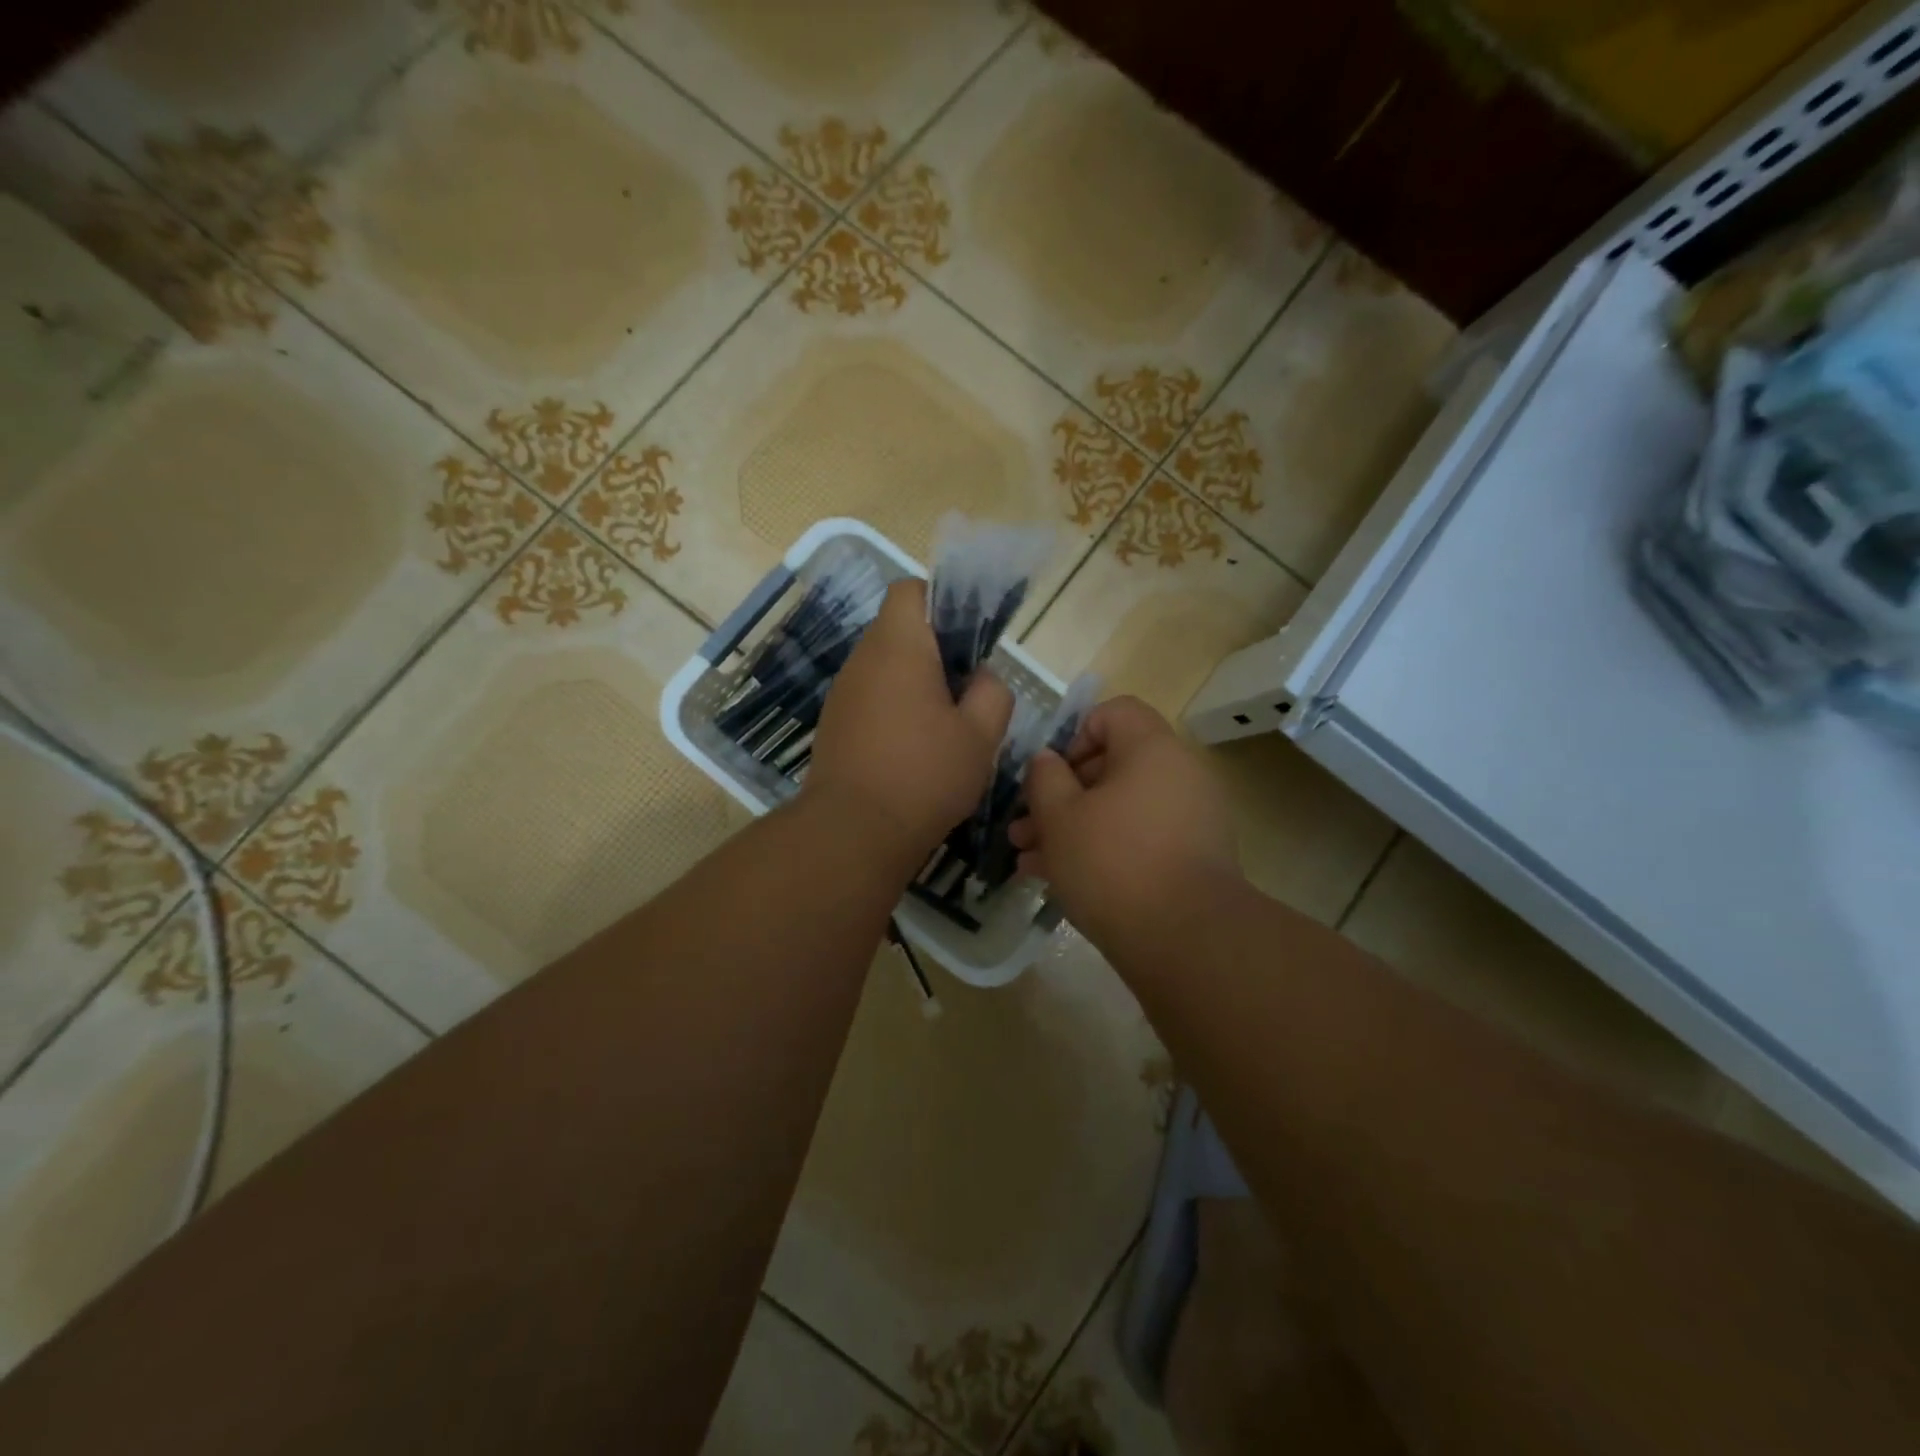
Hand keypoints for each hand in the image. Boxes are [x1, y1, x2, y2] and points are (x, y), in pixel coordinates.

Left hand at [805, 578, 1013, 862]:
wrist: (854, 833)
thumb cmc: (924, 775)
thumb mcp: (981, 735)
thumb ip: (992, 693)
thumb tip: (981, 678)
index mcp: (898, 646)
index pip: (910, 590)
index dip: (942, 602)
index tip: (967, 641)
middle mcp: (862, 660)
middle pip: (900, 631)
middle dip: (936, 651)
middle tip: (967, 691)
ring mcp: (843, 694)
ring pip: (886, 668)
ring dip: (916, 685)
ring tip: (945, 727)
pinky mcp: (834, 726)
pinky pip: (871, 699)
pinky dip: (895, 710)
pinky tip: (914, 751)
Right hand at [1008, 696, 1240, 952]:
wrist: (1186, 939)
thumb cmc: (1113, 862)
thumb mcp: (1059, 816)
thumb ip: (1044, 778)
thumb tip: (1047, 761)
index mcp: (1152, 749)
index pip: (1113, 712)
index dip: (1074, 734)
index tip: (1048, 774)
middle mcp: (1178, 774)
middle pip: (1112, 765)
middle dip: (1060, 794)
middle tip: (1023, 826)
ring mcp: (1190, 818)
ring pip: (1119, 808)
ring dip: (1072, 827)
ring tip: (1028, 858)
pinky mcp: (1191, 857)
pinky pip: (1138, 837)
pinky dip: (1103, 848)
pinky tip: (1058, 879)